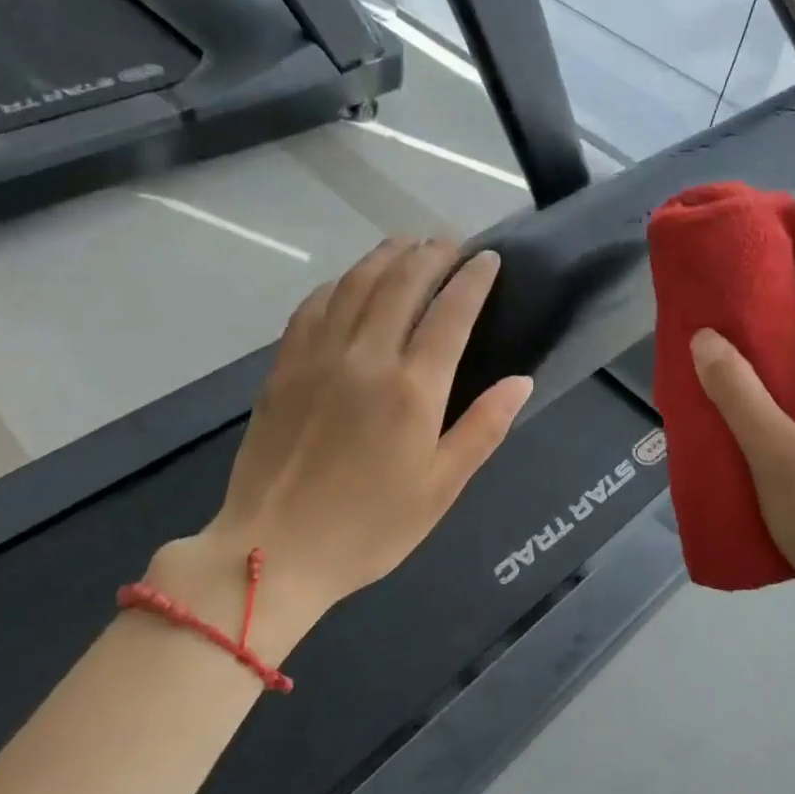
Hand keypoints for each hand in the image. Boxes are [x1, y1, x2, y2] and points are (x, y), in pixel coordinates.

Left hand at [169, 239, 532, 633]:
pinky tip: (348, 282)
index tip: (489, 259)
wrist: (274, 551)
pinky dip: (337, 284)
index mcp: (412, 390)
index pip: (450, 314)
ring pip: (355, 285)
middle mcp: (365, 358)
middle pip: (401, 284)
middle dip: (430, 255)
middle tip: (450, 242)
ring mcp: (317, 358)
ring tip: (406, 245)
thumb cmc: (369, 528)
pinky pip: (312, 307)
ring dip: (384, 257)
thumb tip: (520, 382)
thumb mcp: (441, 488)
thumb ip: (483, 429)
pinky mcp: (282, 368)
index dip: (473, 280)